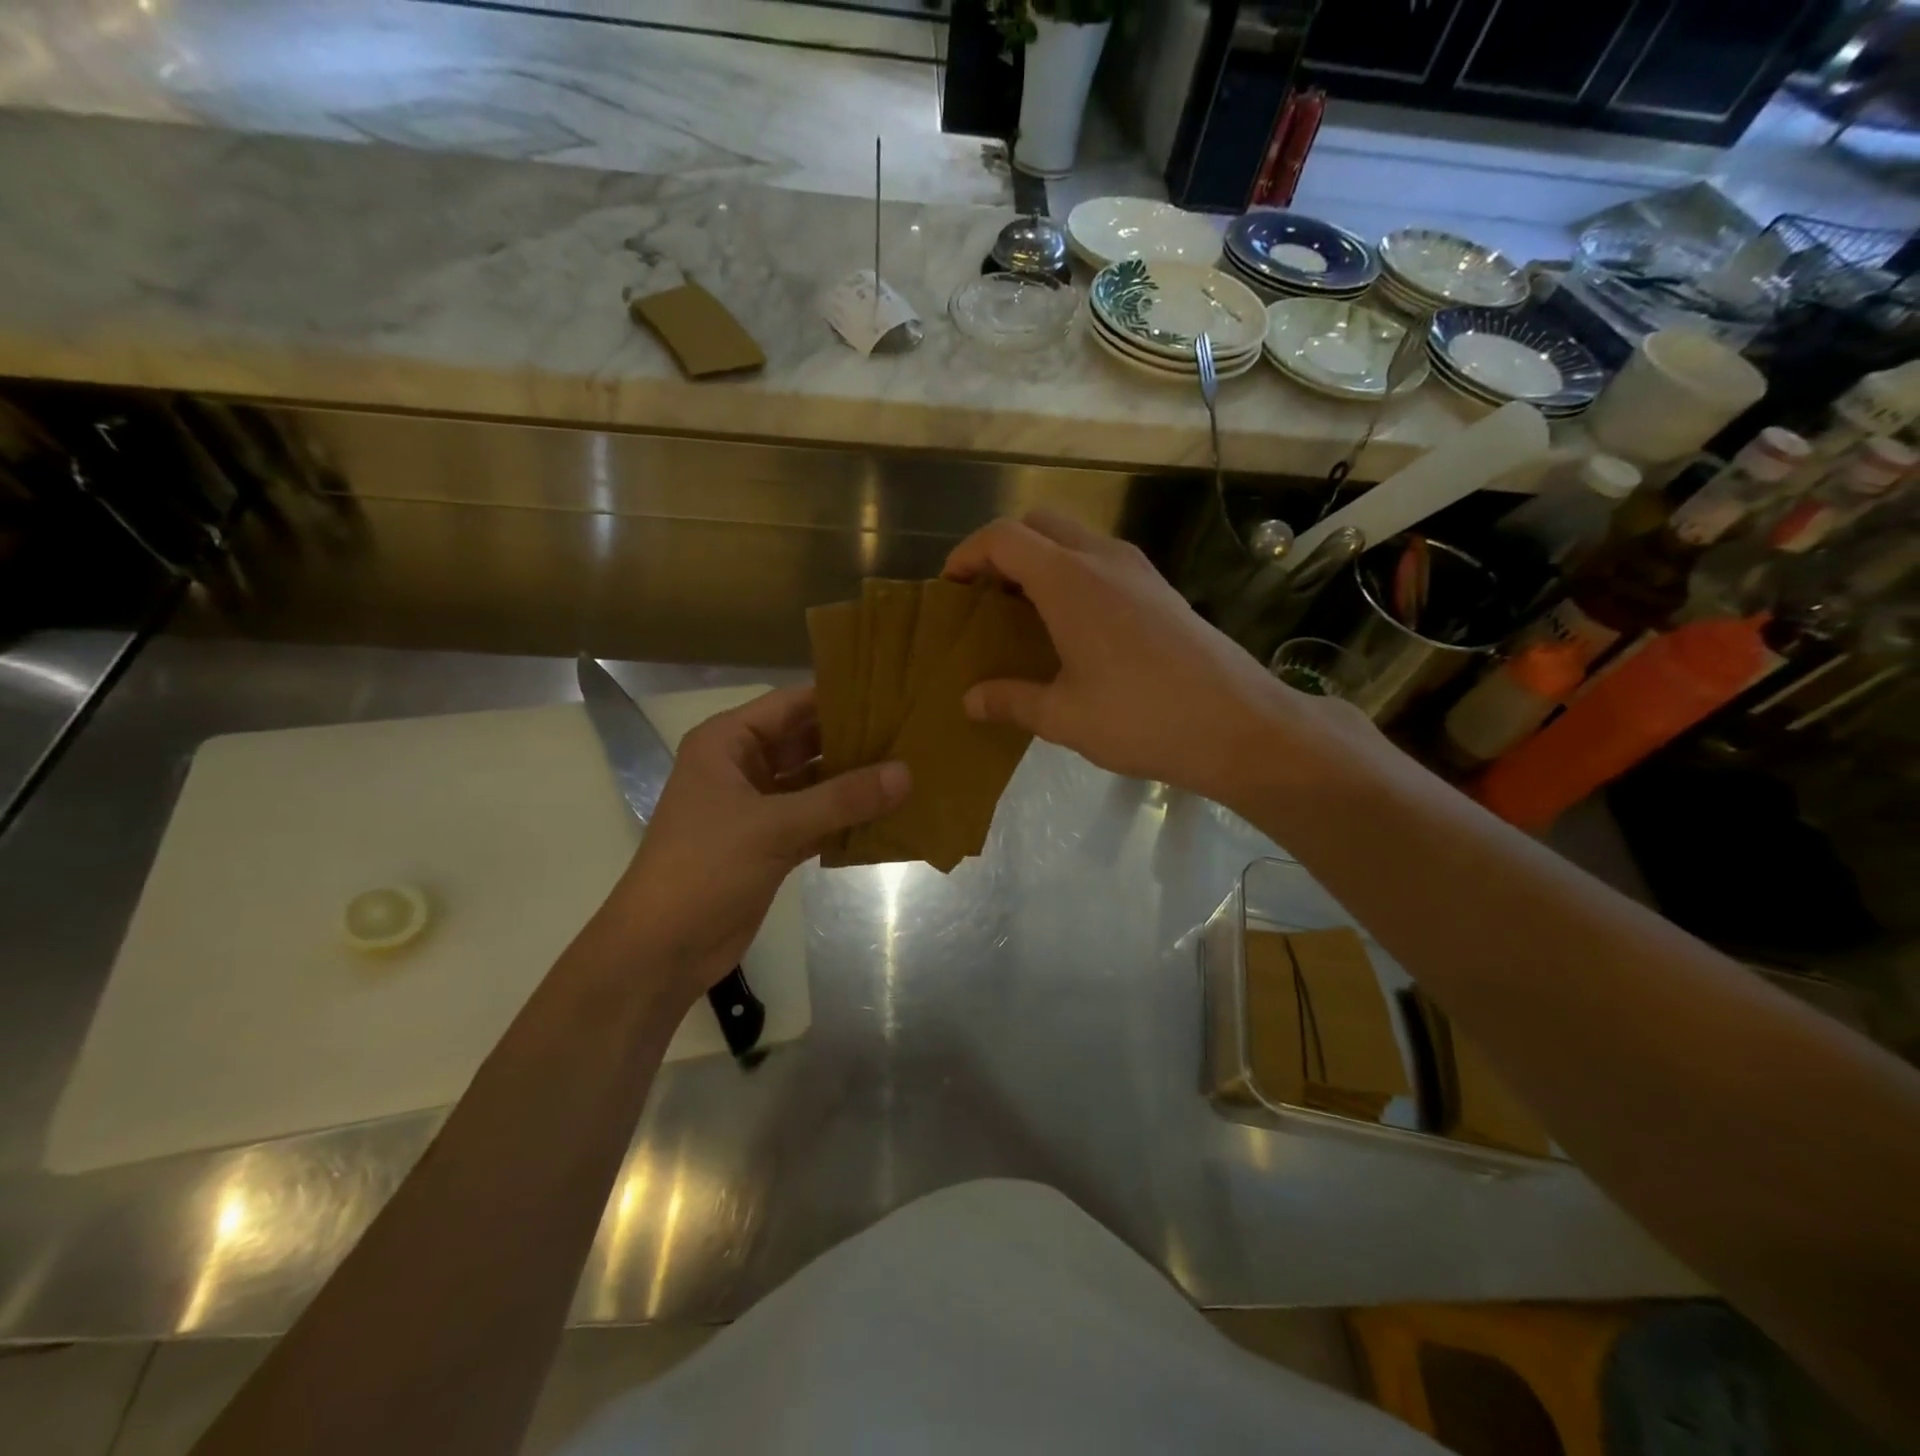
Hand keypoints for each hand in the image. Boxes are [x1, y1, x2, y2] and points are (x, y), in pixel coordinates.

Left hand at [600, 687, 908, 1002]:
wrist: (661, 949)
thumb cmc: (705, 868)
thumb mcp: (774, 826)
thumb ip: (841, 798)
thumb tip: (906, 773)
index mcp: (727, 743)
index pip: (791, 704)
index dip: (839, 697)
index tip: (893, 694)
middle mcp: (743, 767)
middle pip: (806, 742)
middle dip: (854, 740)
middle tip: (911, 733)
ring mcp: (757, 807)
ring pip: (814, 783)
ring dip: (853, 782)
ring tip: (910, 769)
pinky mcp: (770, 843)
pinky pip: (816, 820)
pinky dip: (846, 819)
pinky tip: (889, 815)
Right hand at [944, 510, 1366, 805]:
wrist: (1239, 724)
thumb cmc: (1142, 718)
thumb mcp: (1064, 717)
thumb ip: (1010, 701)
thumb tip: (969, 700)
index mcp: (1069, 580)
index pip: (1004, 537)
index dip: (968, 553)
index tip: (950, 586)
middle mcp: (1103, 559)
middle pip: (1039, 523)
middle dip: (1003, 549)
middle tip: (986, 596)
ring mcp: (1138, 570)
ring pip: (1075, 537)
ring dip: (1041, 559)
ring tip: (1023, 611)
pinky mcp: (1160, 589)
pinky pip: (1102, 560)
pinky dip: (1073, 573)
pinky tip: (1072, 626)